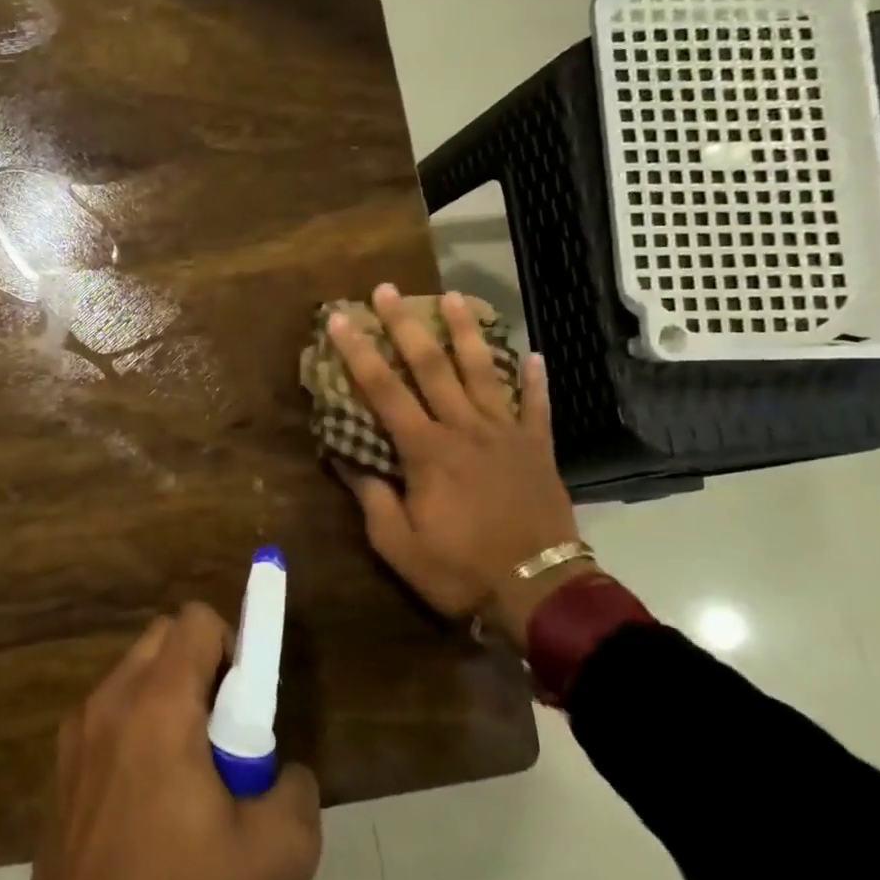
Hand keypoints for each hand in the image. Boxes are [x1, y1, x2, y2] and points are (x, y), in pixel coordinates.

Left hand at [17, 604, 322, 879]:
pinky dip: (136, 729)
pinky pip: (108, 715)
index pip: (195, 620)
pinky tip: (148, 803)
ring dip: (168, 699)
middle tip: (223, 735)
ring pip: (133, 675)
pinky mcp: (59, 766)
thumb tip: (279, 770)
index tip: (244, 703)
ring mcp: (76, 732)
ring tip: (187, 777)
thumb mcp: (277, 858)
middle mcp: (110, 700)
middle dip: (201, 667)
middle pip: (163, 638)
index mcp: (158, 705)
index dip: (232, 645)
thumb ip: (296, 789)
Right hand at [327, 284, 586, 648]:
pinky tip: (533, 354)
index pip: (384, 391)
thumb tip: (346, 460)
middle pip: (431, 366)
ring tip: (455, 297)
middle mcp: (464, 429)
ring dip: (466, 332)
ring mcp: (506, 434)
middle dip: (405, 325)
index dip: (358, 353)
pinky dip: (535, 379)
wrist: (539, 589)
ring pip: (483, 372)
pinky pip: (536, 406)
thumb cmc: (460, 569)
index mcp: (426, 451)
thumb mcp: (399, 545)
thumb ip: (372, 498)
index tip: (340, 319)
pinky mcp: (537, 448)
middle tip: (388, 290)